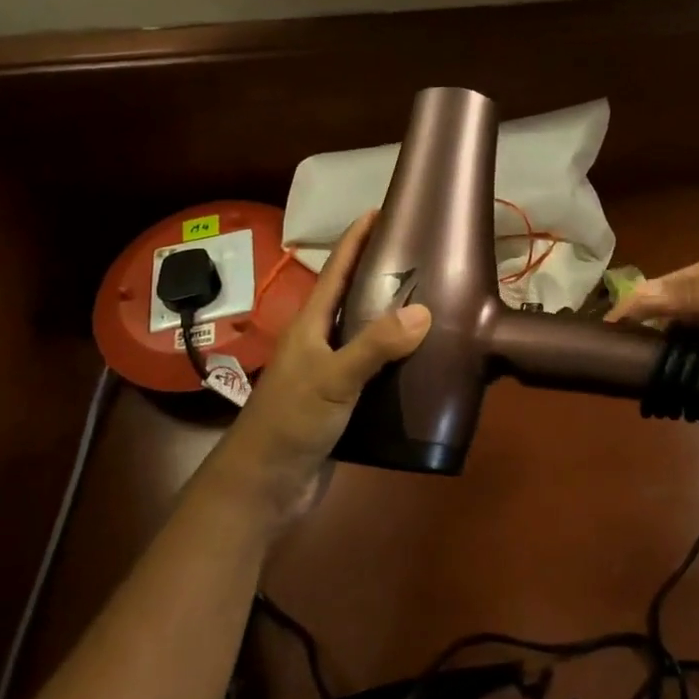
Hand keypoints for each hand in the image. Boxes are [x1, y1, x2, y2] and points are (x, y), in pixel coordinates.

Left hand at [211, 213, 430, 522]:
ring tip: (434, 302)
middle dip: (382, 273)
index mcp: (311, 325)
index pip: (336, 270)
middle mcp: (320, 342)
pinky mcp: (343, 402)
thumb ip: (374, 346)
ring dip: (394, 318)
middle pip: (353, 297)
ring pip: (366, 334)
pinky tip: (425, 360)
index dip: (356, 239)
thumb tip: (424, 310)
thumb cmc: (290, 423)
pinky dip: (398, 359)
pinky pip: (375, 369)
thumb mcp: (332, 380)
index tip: (381, 210)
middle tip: (424, 256)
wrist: (264, 487)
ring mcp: (330, 373)